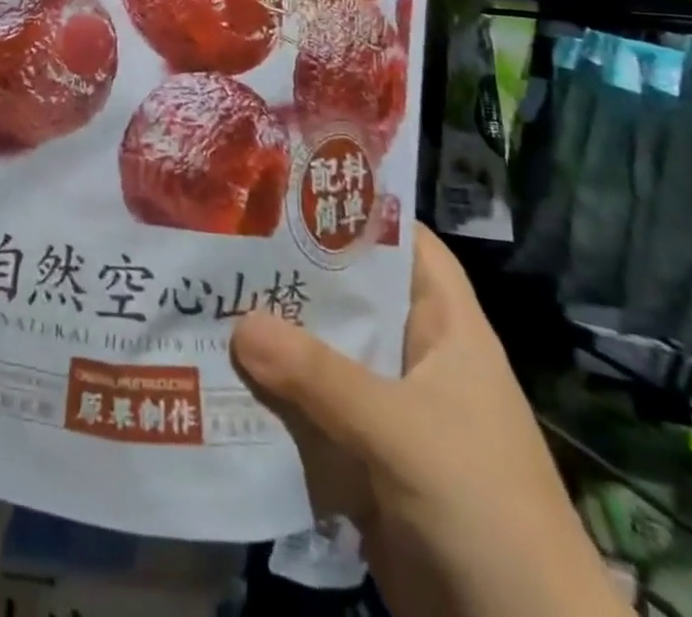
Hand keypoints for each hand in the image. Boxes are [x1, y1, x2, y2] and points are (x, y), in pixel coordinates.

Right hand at [232, 224, 628, 616]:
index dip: (355, 209)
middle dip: (292, 272)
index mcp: (443, 326)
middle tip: (225, 239)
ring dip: (274, 336)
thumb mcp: (401, 432)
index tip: (289, 185)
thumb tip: (239, 324)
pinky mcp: (364, 456)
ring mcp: (388, 407)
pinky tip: (222, 374)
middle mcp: (413, 354)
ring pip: (323, 352)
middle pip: (349, 295)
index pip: (402, 242)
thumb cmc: (483, 507)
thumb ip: (320, 377)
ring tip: (208, 296)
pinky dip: (274, 394)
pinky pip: (312, 409)